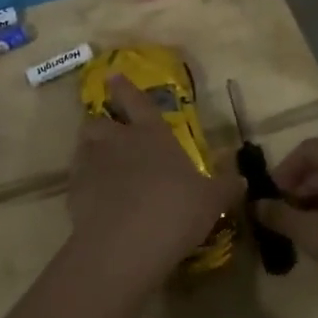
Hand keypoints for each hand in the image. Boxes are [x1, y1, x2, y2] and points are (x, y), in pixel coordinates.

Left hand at [67, 76, 241, 286]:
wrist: (127, 242)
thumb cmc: (175, 210)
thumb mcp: (211, 201)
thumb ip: (225, 186)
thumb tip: (242, 178)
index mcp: (152, 134)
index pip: (137, 101)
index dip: (125, 87)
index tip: (113, 75)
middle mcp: (118, 140)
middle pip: (100, 120)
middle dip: (103, 123)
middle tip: (110, 134)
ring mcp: (93, 163)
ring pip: (84, 144)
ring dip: (90, 150)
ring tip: (100, 164)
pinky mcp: (75, 189)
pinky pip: (78, 178)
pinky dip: (84, 183)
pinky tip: (95, 199)